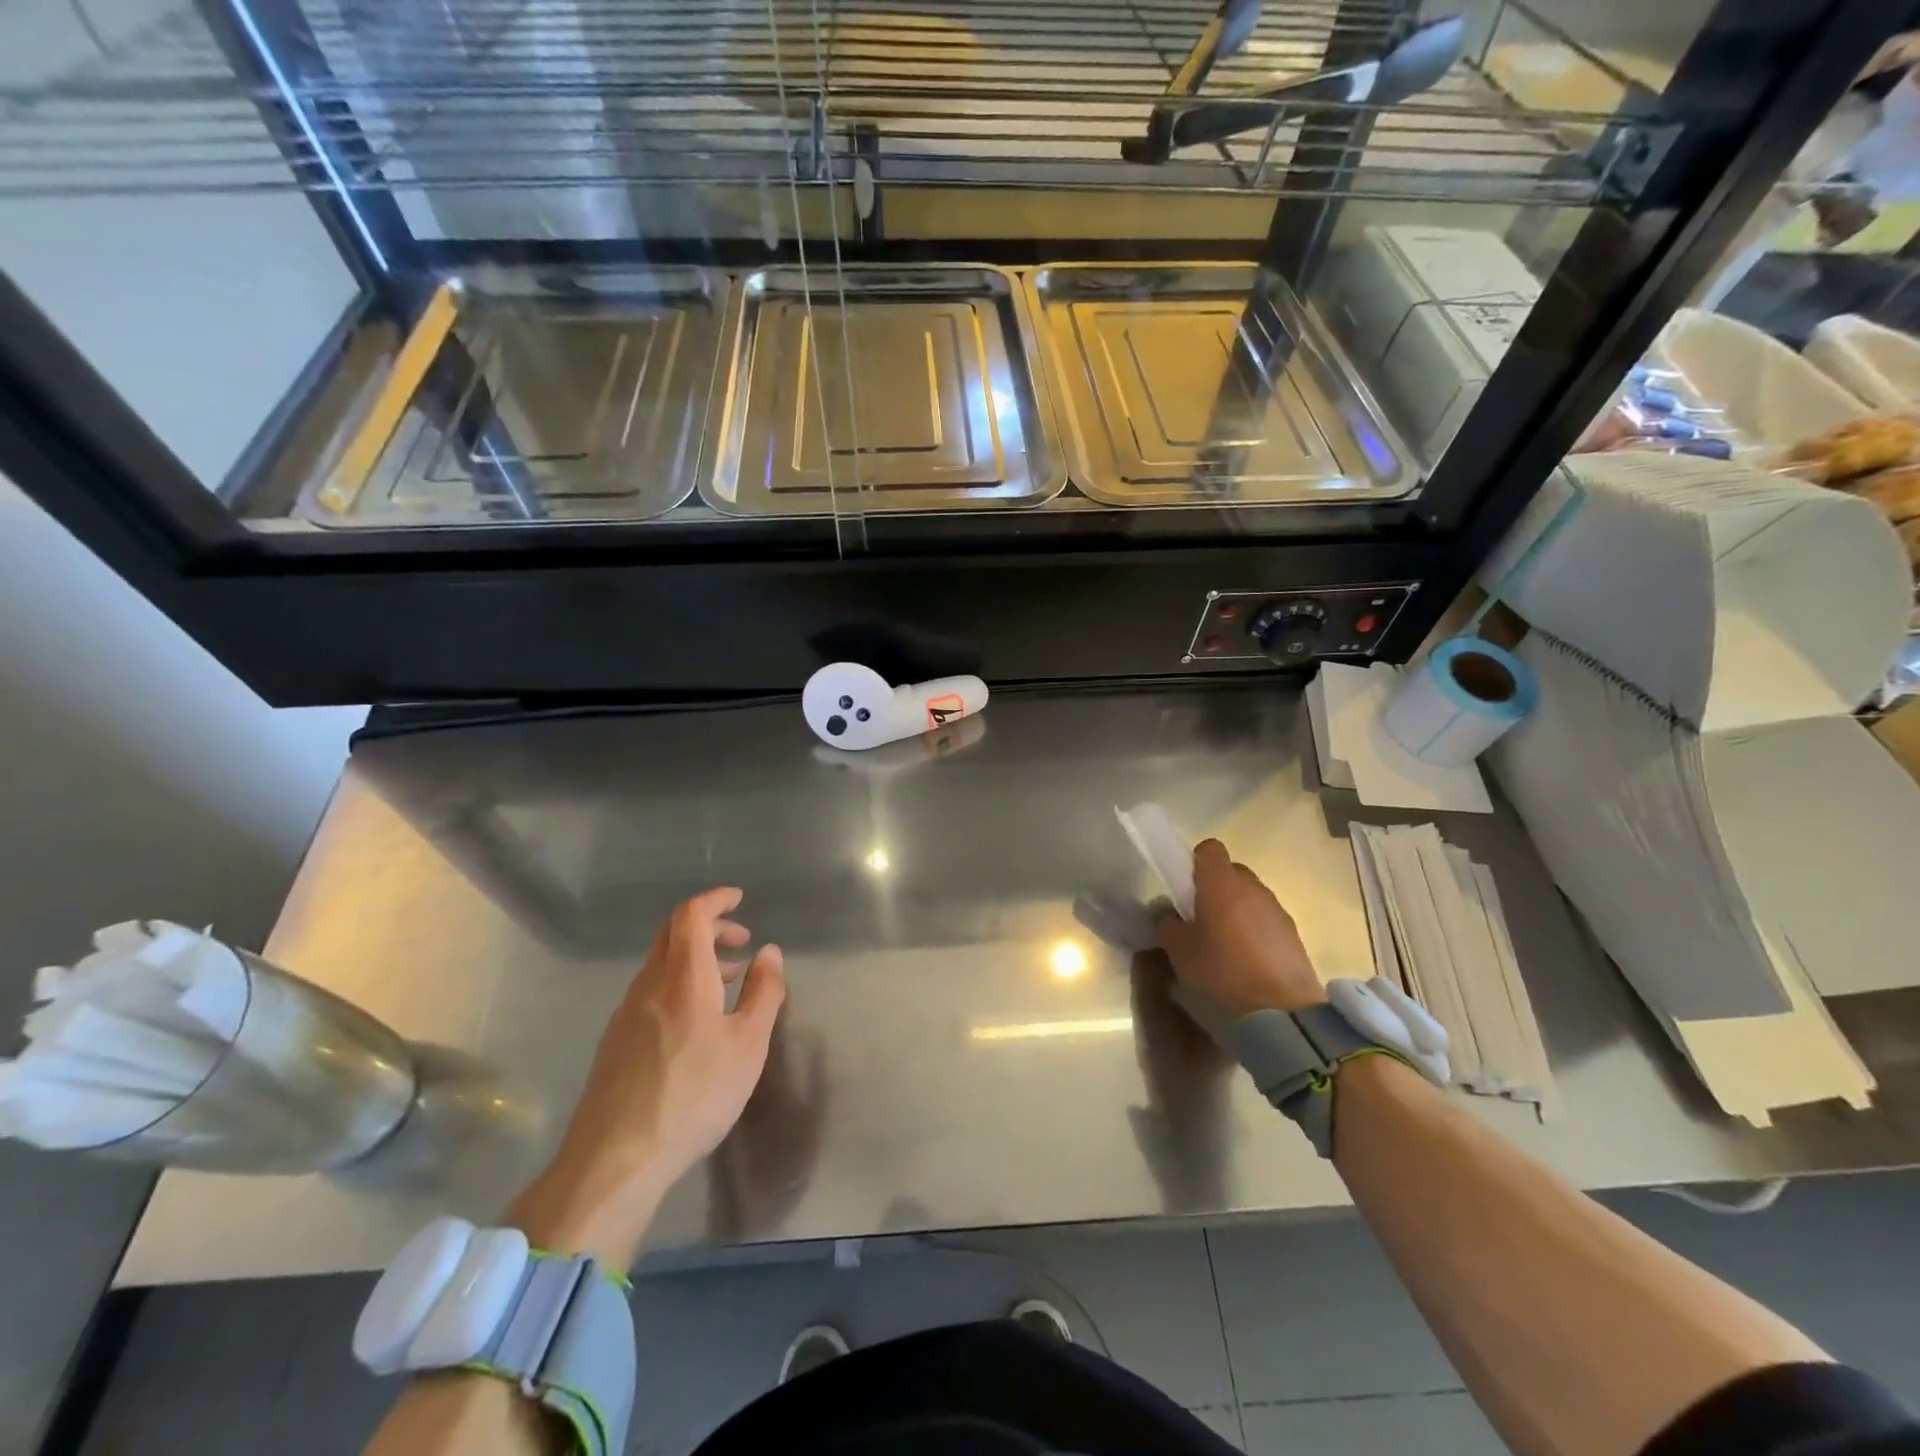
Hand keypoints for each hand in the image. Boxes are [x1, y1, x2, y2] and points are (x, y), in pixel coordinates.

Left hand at [510, 887, 785, 1268]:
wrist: (615, 1159)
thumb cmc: (693, 1094)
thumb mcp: (748, 1045)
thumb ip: (763, 992)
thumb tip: (769, 952)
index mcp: (682, 976)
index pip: (691, 914)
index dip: (715, 899)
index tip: (739, 899)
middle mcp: (649, 984)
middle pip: (672, 932)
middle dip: (709, 925)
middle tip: (741, 940)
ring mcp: (626, 1013)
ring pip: (661, 963)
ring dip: (696, 957)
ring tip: (728, 981)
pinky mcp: (616, 1041)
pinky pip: (651, 990)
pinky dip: (679, 983)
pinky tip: (697, 1020)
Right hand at [1156, 840, 1324, 1015]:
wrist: (1281, 1013)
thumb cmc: (1221, 972)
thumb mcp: (1178, 951)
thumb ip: (1169, 925)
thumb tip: (1172, 916)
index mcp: (1221, 883)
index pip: (1209, 849)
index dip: (1195, 863)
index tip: (1185, 889)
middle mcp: (1252, 888)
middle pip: (1231, 873)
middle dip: (1215, 889)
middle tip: (1200, 920)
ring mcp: (1277, 910)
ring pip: (1250, 898)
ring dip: (1236, 912)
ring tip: (1224, 947)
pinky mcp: (1294, 936)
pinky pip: (1267, 922)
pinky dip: (1255, 933)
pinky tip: (1246, 963)